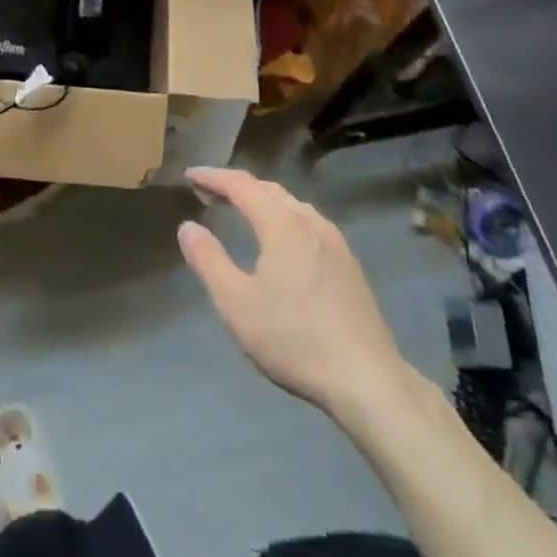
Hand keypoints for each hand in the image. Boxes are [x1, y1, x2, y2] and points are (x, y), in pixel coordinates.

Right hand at [178, 166, 410, 419]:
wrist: (368, 381)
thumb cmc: (295, 340)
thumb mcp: (236, 304)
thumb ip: (208, 260)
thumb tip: (188, 226)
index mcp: (282, 224)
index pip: (241, 185)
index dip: (213, 177)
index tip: (190, 175)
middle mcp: (310, 222)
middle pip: (268, 189)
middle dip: (236, 185)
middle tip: (209, 192)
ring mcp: (335, 242)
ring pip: (292, 204)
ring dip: (262, 200)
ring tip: (241, 210)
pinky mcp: (349, 264)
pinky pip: (308, 222)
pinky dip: (283, 216)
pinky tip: (281, 240)